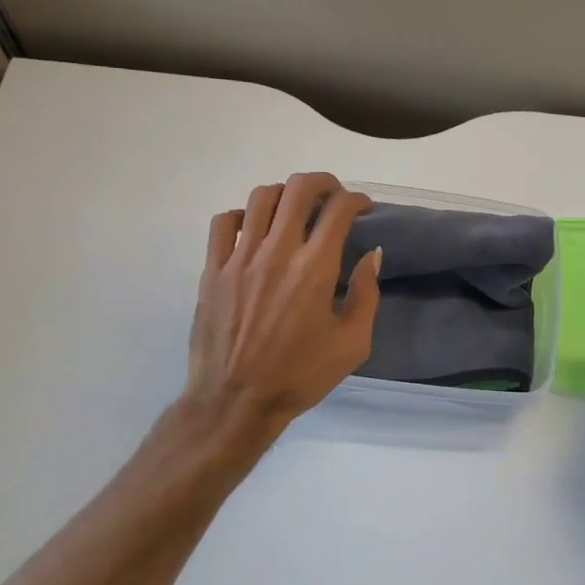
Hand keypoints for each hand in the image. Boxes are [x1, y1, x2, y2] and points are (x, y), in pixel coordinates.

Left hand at [183, 173, 381, 437]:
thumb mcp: (353, 343)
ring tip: (296, 210)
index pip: (338, 209)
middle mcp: (277, 252)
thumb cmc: (301, 375)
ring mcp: (240, 257)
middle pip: (299, 188)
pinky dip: (244, 215)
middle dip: (323, 183)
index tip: (363, 208)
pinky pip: (224, 222)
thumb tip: (372, 255)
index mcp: (315, 268)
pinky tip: (255, 230)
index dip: (356, 199)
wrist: (236, 401)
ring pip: (261, 197)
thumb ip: (366, 293)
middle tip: (333, 196)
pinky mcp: (213, 269)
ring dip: (285, 194)